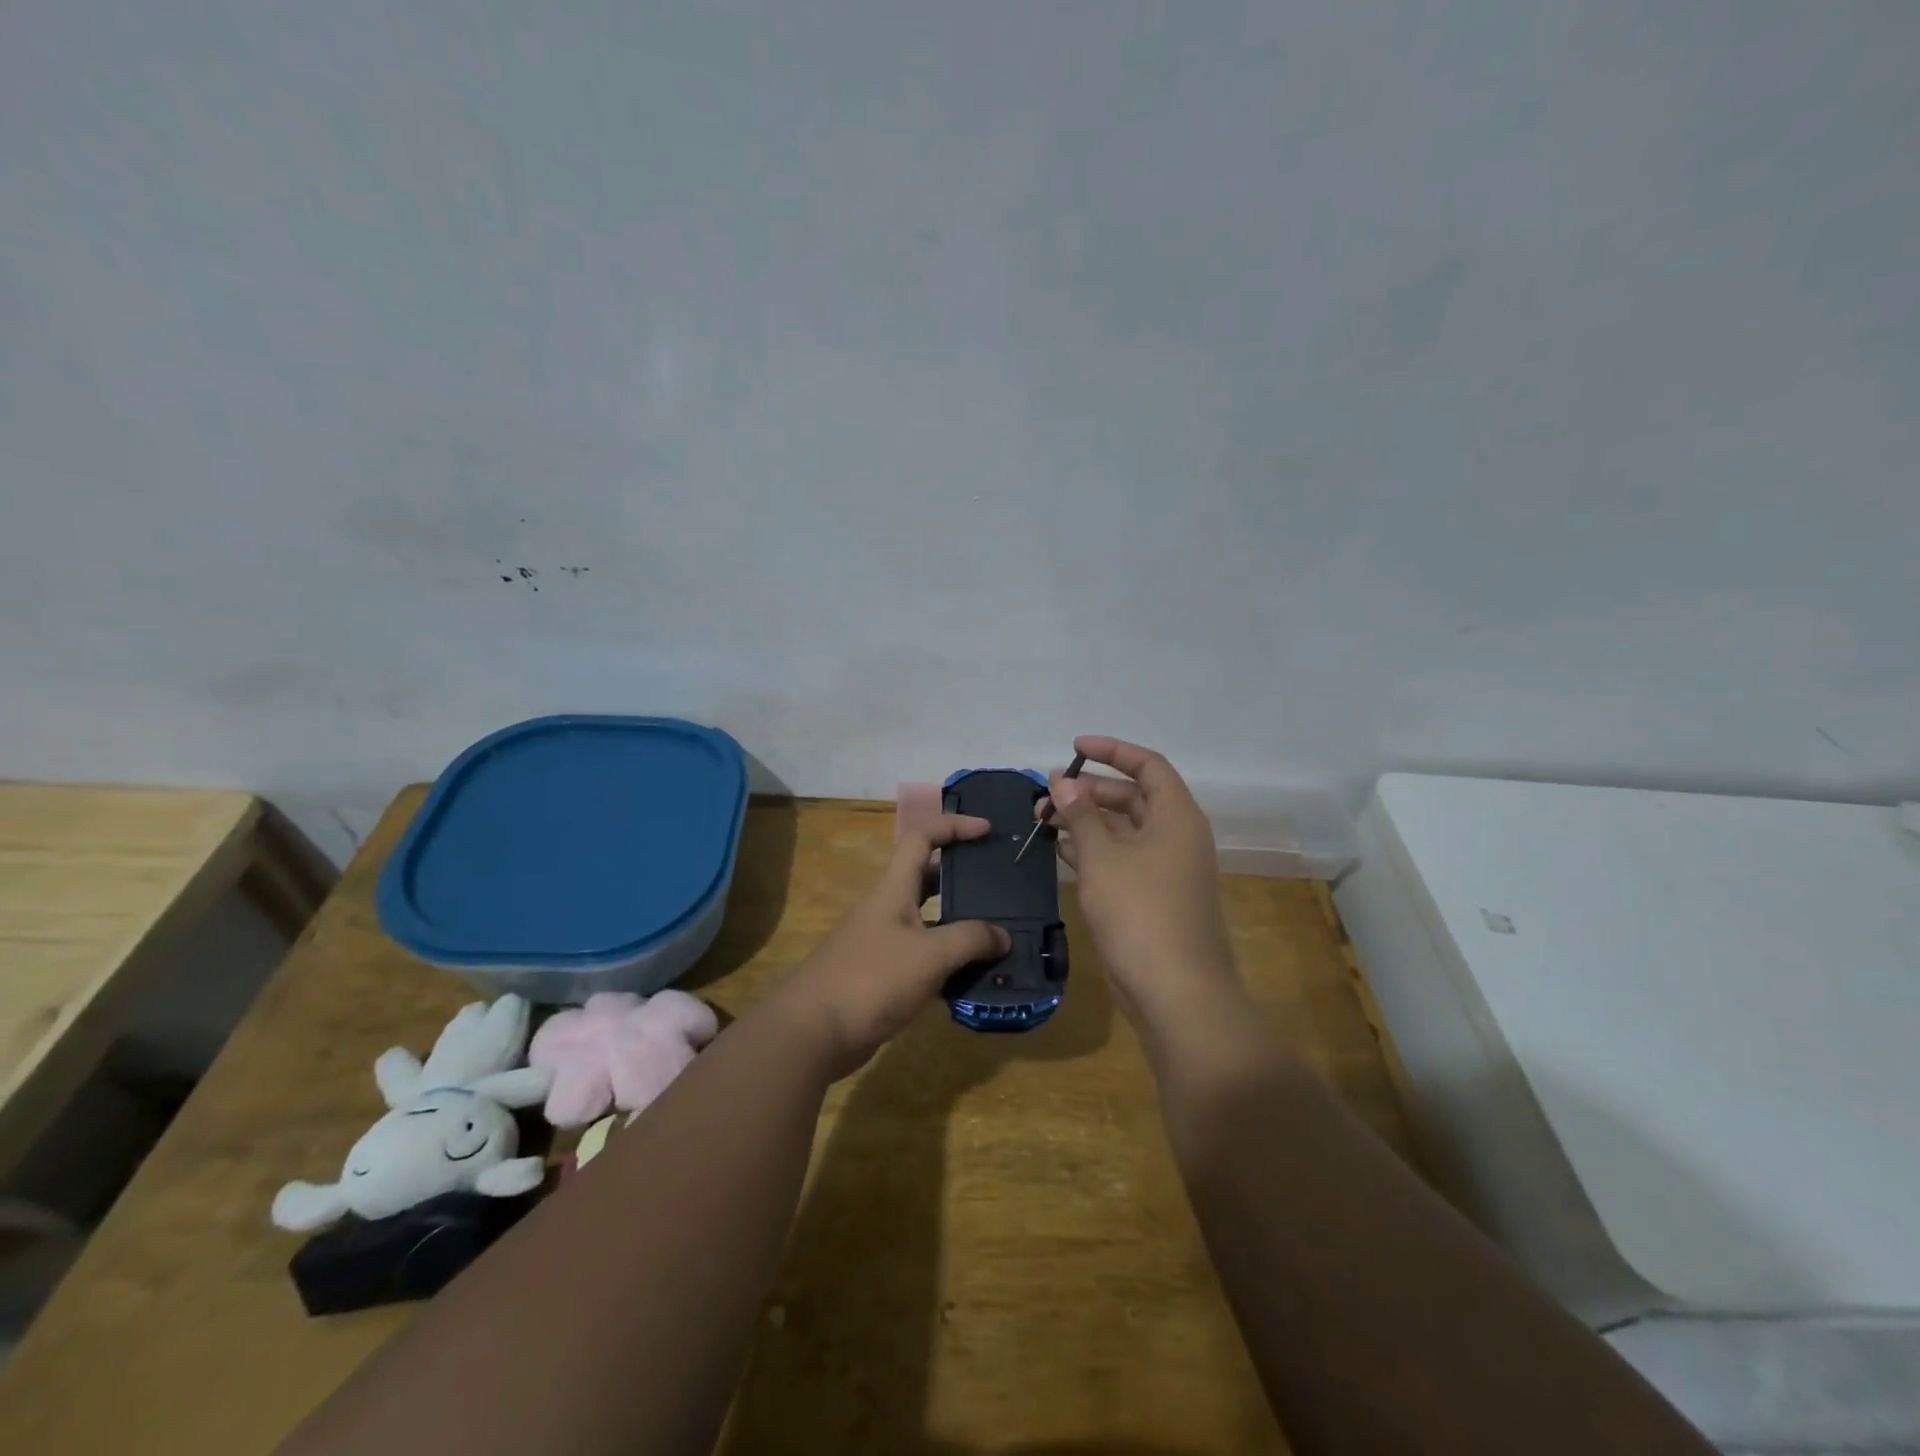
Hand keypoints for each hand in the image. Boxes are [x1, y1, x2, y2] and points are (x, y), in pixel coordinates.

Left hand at [766, 815, 1009, 1076]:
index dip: (954, 827)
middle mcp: (889, 908)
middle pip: (930, 879)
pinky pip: (925, 958)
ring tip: (1001, 936)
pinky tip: (976, 978)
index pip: (923, 838)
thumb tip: (1004, 936)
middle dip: (966, 879)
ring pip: (931, 922)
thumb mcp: (929, 955)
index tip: (988, 831)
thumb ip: (970, 940)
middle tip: (1003, 888)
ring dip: (962, 926)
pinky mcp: (884, 975)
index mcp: (894, 888)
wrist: (813, 1032)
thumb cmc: (871, 979)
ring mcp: (885, 942)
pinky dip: (950, 963)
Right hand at [1041, 736, 1247, 1043]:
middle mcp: (1176, 836)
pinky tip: (1061, 852)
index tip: (1074, 747)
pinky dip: (1093, 851)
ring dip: (1086, 822)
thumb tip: (1061, 780)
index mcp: (1176, 816)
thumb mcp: (1102, 857)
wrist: (1175, 991)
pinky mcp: (1153, 896)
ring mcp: (1166, 869)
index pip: (1147, 765)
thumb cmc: (1139, 912)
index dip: (1112, 750)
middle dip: (1088, 792)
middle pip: (1132, 797)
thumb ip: (1080, 814)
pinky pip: (1122, 859)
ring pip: (1123, 831)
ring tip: (1043, 822)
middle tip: (1046, 796)